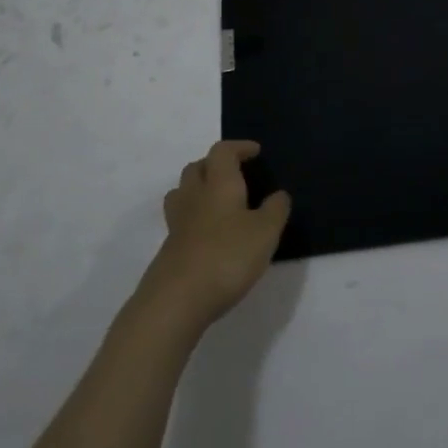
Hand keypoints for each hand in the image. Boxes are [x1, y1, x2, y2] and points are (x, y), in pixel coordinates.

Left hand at [142, 140, 291, 329]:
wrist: (176, 300)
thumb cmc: (227, 256)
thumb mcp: (265, 232)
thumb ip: (275, 210)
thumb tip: (278, 195)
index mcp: (219, 184)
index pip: (222, 151)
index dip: (238, 147)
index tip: (255, 152)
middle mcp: (195, 196)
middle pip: (196, 167)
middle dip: (215, 165)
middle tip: (235, 174)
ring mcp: (177, 224)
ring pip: (183, 192)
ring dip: (199, 189)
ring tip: (219, 202)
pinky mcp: (169, 249)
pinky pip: (181, 221)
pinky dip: (194, 219)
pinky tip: (210, 236)